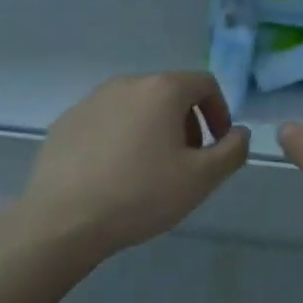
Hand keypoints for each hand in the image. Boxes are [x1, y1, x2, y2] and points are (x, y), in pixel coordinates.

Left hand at [18, 72, 250, 257]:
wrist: (63, 219)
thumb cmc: (140, 194)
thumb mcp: (201, 179)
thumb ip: (231, 151)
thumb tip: (239, 133)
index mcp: (162, 89)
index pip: (204, 84)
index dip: (219, 112)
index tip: (217, 145)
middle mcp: (126, 83)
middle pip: (169, 93)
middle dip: (186, 123)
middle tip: (187, 163)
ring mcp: (91, 100)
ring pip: (136, 107)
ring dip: (153, 130)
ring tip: (149, 171)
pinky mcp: (67, 121)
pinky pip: (106, 122)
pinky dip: (120, 139)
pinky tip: (113, 175)